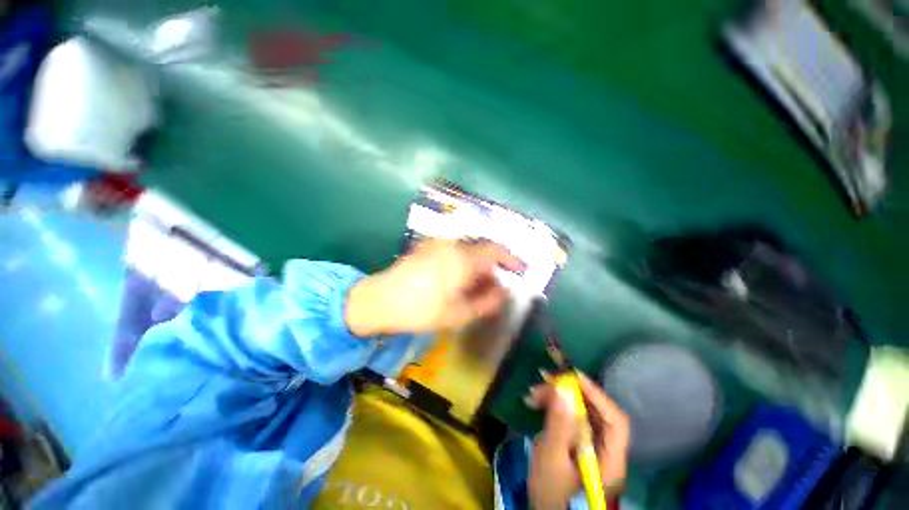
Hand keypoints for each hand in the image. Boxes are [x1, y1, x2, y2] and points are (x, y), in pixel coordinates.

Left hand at [344, 239, 524, 335]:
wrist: (380, 300)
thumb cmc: (420, 310)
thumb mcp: (458, 313)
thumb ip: (486, 302)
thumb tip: (504, 292)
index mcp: (462, 258)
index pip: (496, 250)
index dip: (512, 259)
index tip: (521, 270)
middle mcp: (452, 244)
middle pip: (482, 248)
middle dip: (494, 264)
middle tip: (497, 285)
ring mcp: (437, 243)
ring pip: (468, 248)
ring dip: (478, 263)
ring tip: (478, 285)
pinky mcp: (427, 246)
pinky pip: (454, 249)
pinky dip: (464, 260)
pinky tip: (459, 278)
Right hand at [527, 372, 629, 509]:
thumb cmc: (552, 496)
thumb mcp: (552, 460)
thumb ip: (559, 425)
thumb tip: (562, 389)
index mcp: (610, 460)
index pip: (615, 421)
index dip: (597, 395)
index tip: (572, 376)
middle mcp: (607, 451)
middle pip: (596, 412)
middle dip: (571, 393)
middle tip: (544, 381)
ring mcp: (593, 448)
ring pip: (582, 413)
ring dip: (559, 398)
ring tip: (533, 395)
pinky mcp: (579, 445)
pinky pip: (571, 419)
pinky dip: (555, 408)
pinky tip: (537, 404)